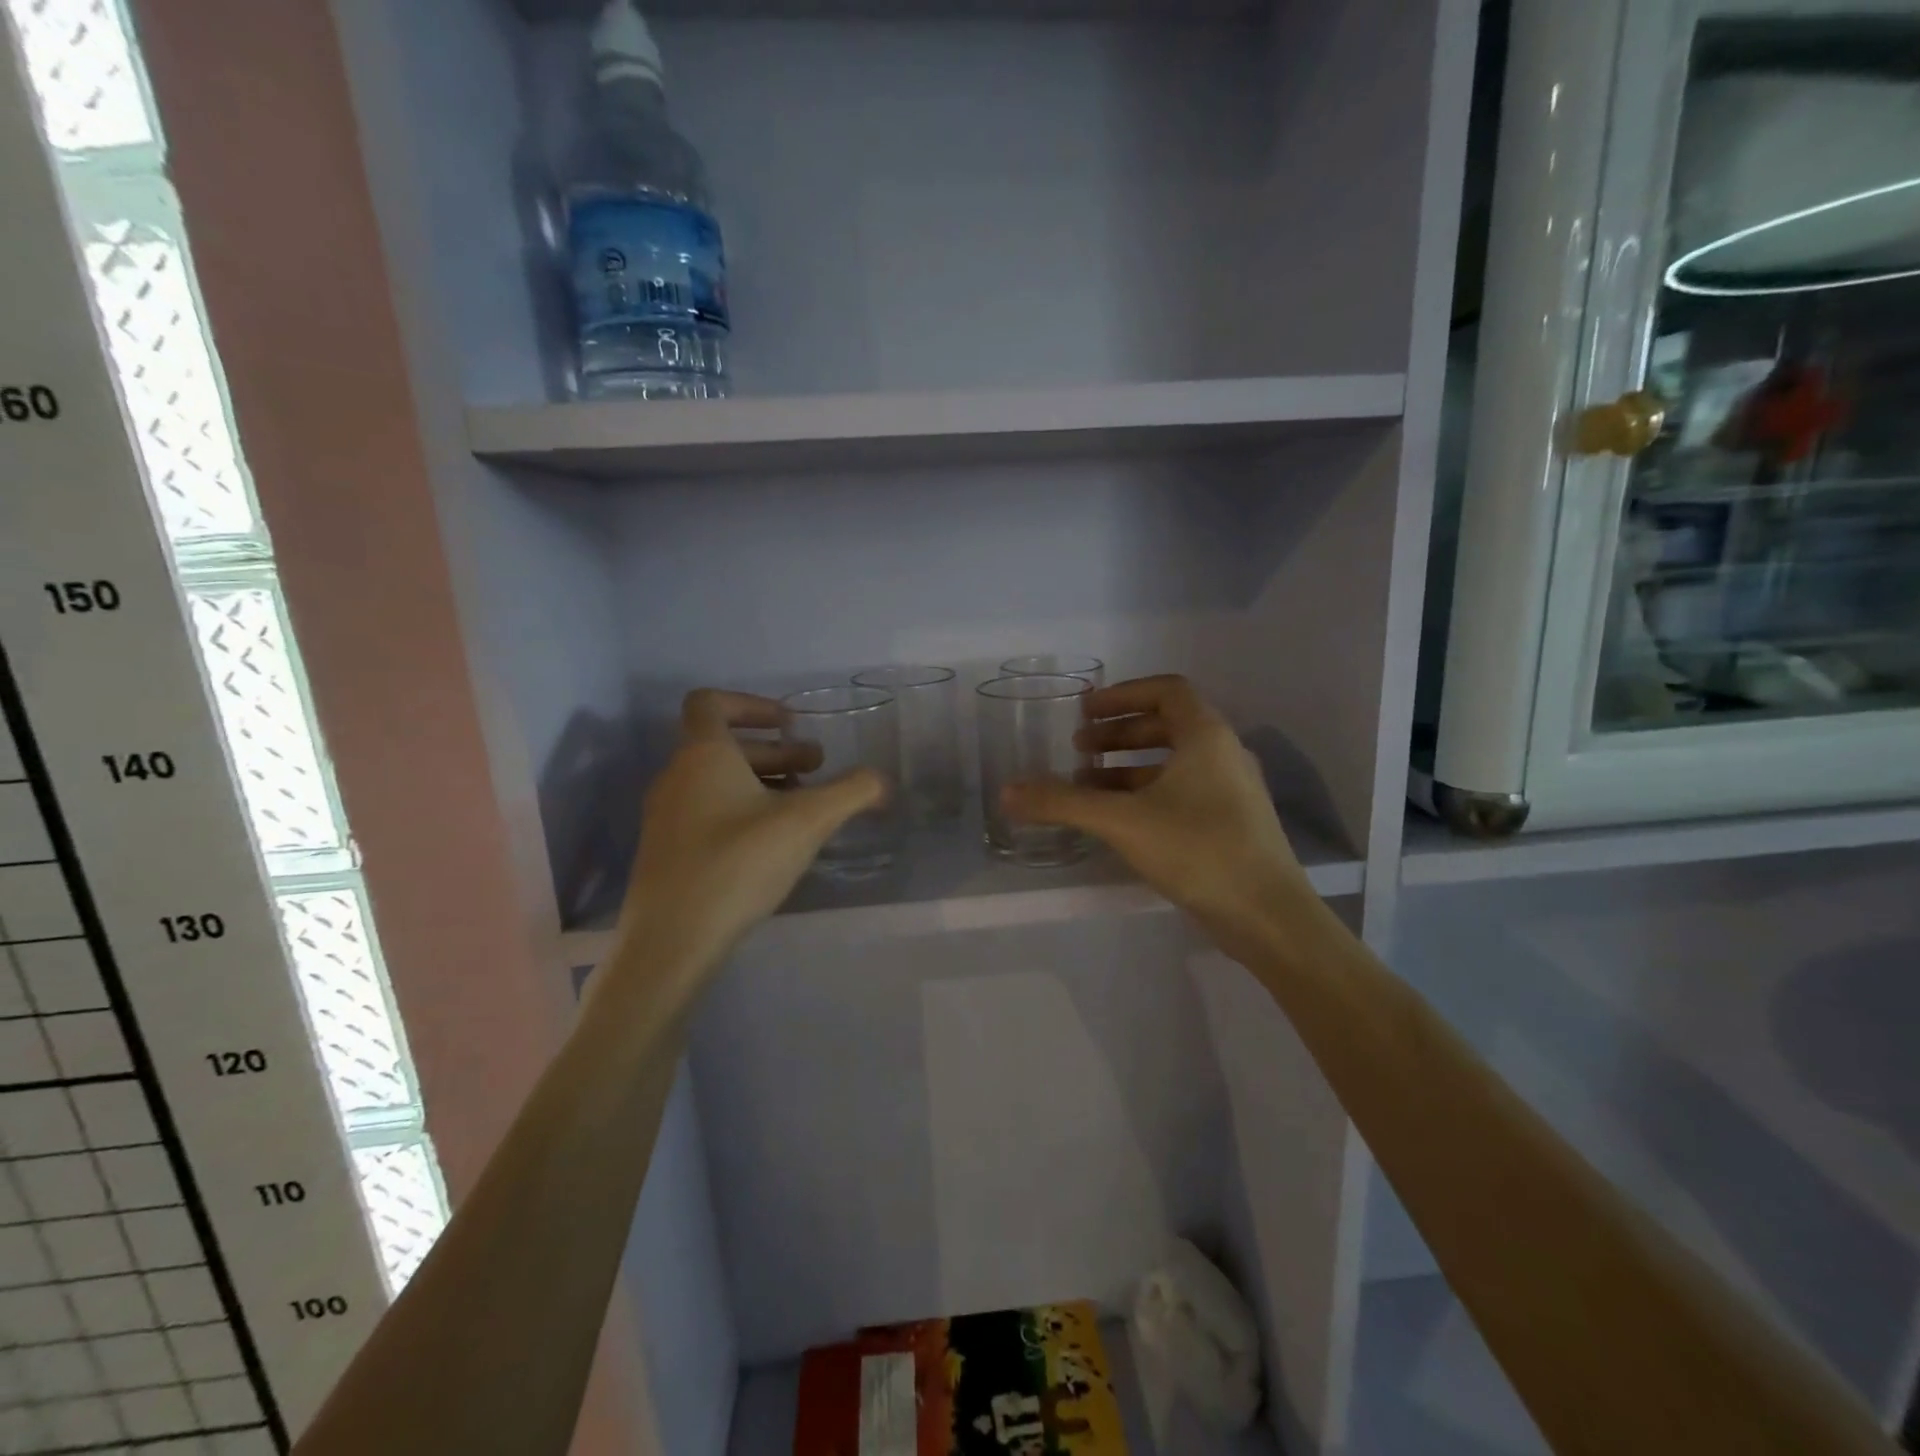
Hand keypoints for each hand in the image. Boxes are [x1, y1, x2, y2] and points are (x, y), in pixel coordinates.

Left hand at [608, 690, 885, 998]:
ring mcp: (666, 816)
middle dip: (776, 752)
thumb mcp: (807, 823)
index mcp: (702, 755)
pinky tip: (774, 842)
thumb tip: (881, 780)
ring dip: (763, 782)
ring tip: (803, 807)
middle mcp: (676, 777)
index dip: (752, 704)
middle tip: (816, 769)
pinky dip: (742, 810)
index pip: (710, 702)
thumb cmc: (738, 864)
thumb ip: (850, 793)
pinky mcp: (667, 851)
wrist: (672, 940)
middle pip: (724, 745)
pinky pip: (707, 811)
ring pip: (717, 781)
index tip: (790, 724)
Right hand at [1002, 675, 1316, 960]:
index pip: (1166, 690)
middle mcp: (1224, 753)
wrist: (1268, 916)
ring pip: (1173, 762)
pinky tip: (1118, 819)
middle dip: (1118, 733)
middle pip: (1167, 724)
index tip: (1086, 712)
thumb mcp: (1122, 821)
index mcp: (1206, 735)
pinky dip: (1147, 793)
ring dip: (1129, 766)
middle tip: (1079, 748)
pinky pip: (1182, 790)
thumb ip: (1063, 803)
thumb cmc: (1199, 850)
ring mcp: (1231, 790)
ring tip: (1087, 784)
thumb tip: (1007, 792)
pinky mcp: (1231, 822)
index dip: (1123, 695)